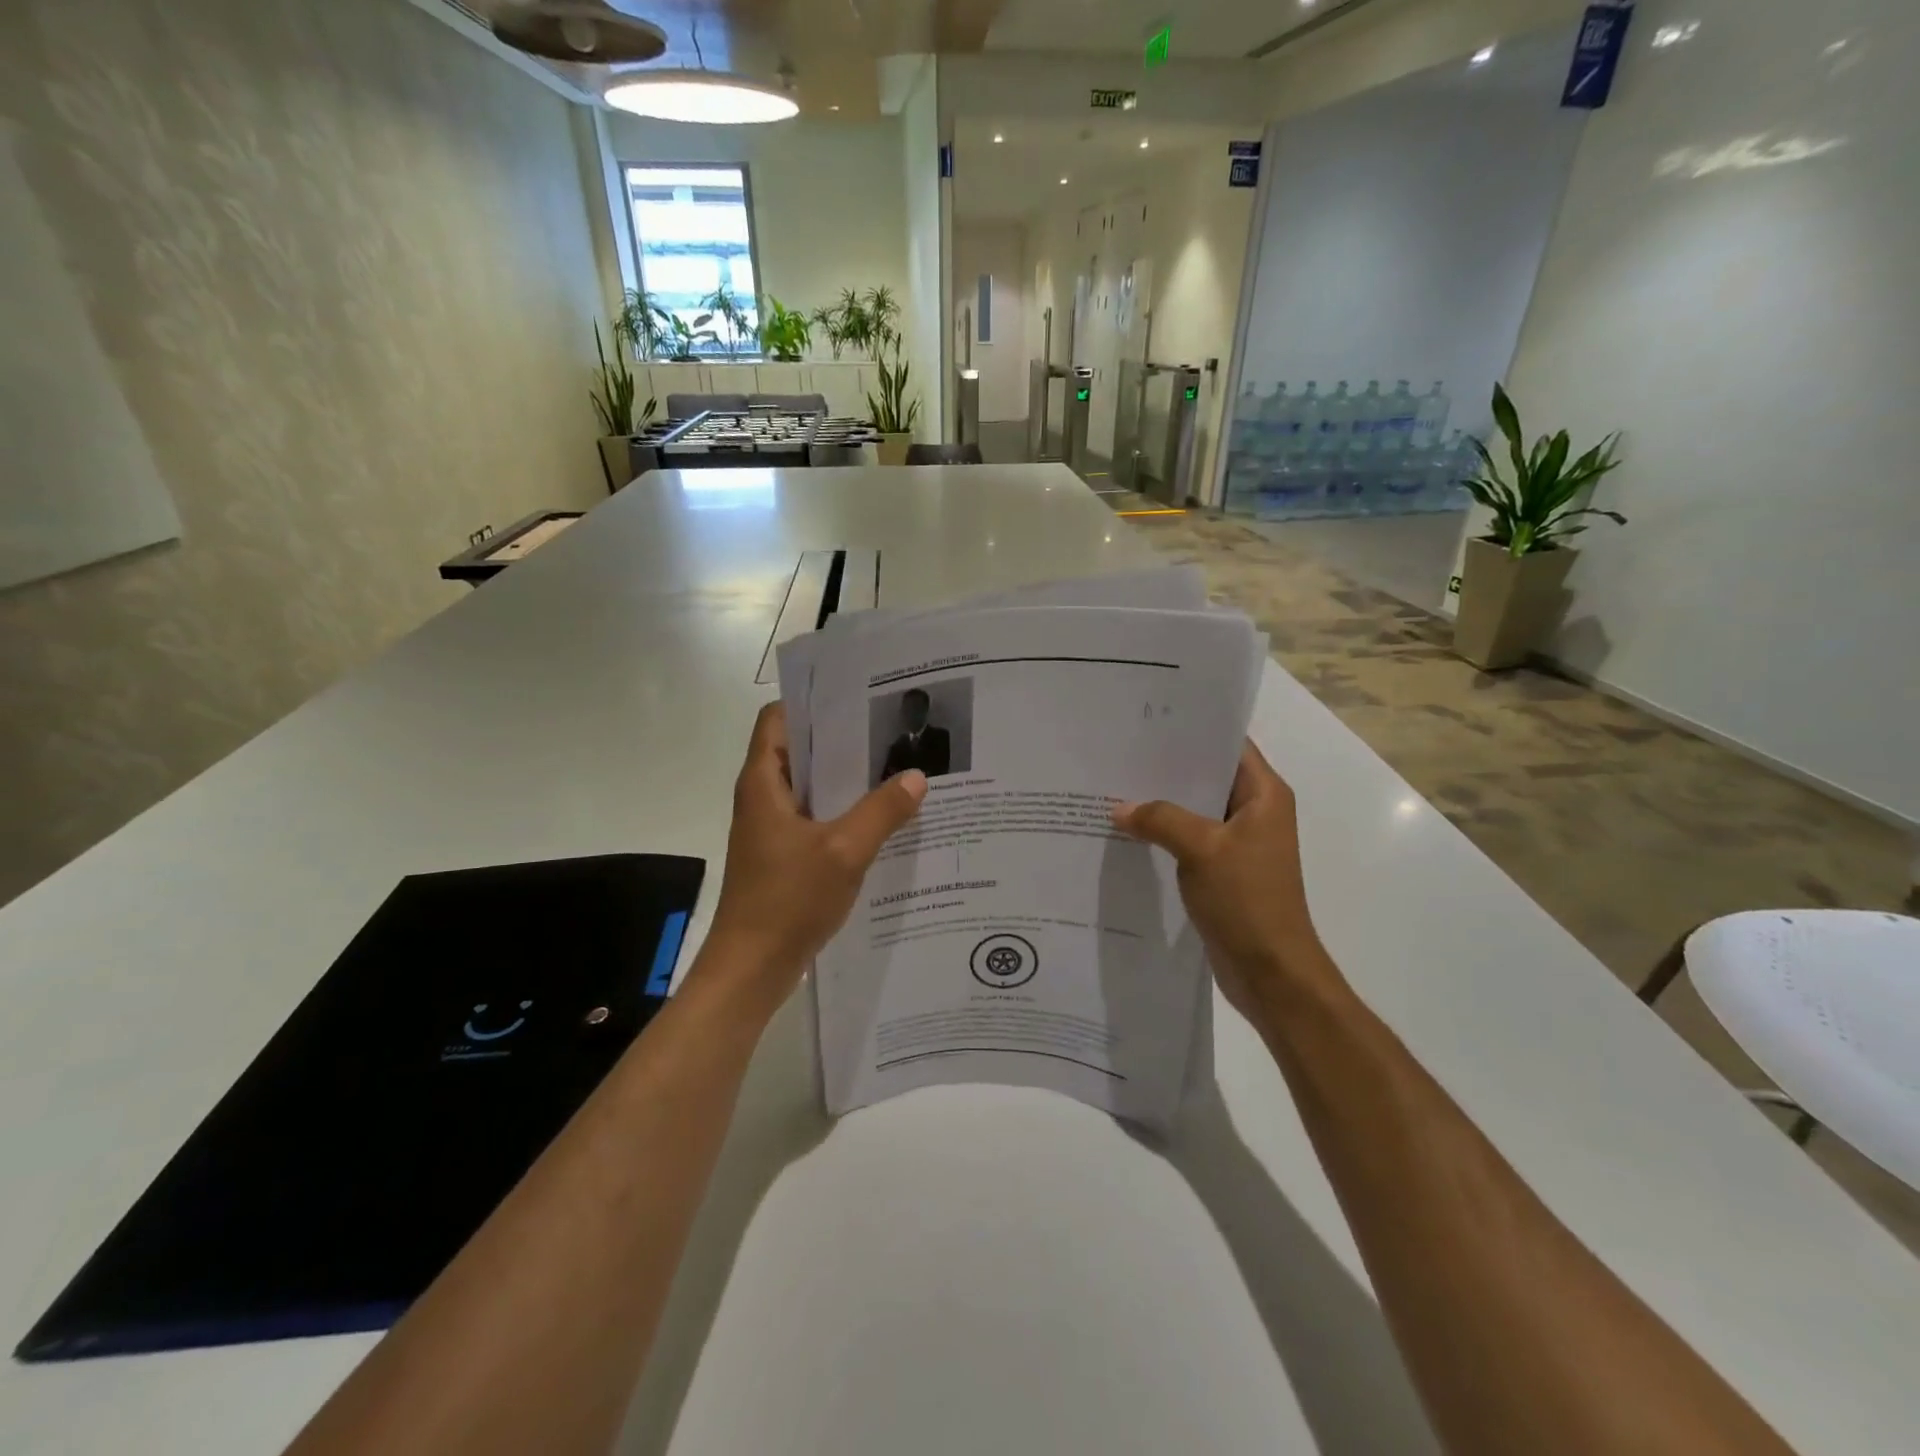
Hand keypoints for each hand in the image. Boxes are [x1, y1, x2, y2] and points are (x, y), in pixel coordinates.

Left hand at [701, 703, 927, 1006]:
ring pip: (812, 788)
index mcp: (764, 782)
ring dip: (847, 780)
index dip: (813, 703)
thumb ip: (881, 811)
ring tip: (897, 770)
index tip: (858, 699)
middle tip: (892, 732)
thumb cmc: (787, 901)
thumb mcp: (844, 851)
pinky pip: (816, 819)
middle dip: (843, 741)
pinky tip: (883, 820)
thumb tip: (916, 777)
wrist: (752, 968)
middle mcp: (764, 797)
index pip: (778, 719)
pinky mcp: (784, 855)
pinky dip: (844, 813)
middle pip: (800, 751)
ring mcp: (773, 828)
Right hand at [1111, 741, 1340, 1018]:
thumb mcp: (1201, 849)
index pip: (1229, 745)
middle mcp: (1254, 811)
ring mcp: (1238, 842)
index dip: (1193, 730)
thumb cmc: (1247, 900)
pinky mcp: (1222, 869)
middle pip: (1207, 775)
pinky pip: (1188, 839)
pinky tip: (1127, 829)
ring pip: (1194, 809)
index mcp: (1264, 794)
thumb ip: (1160, 819)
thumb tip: (1120, 808)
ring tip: (1114, 785)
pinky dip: (1163, 833)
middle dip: (1166, 766)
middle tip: (1119, 751)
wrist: (1271, 971)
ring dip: (1161, 802)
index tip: (1148, 720)